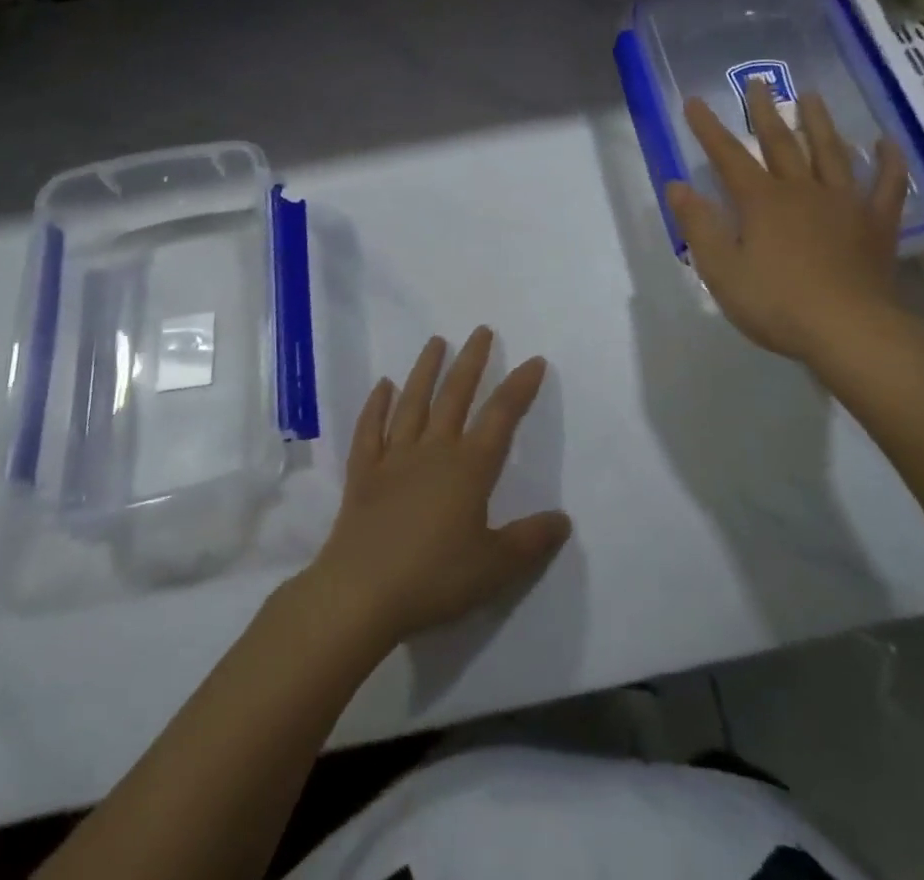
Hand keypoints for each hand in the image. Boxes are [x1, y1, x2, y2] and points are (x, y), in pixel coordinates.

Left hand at [304, 327, 571, 648]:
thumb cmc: (434, 578)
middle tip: (481, 330)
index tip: (533, 360)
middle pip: (455, 396)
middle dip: (471, 361)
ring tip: (436, 341)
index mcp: (468, 468)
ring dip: (426, 369)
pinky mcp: (363, 473)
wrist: (360, 593)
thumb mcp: (494, 568)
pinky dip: (376, 406)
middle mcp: (433, 451)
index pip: (501, 417)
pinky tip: (383, 386)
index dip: (519, 387)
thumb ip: (530, 541)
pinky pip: (370, 430)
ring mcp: (393, 458)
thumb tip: (563, 519)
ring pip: (413, 402)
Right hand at [666, 81, 909, 379]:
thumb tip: (677, 186)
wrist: (849, 330)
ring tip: (811, 95)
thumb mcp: (722, 270)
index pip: (728, 156)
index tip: (695, 101)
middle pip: (781, 143)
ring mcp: (844, 204)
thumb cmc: (777, 303)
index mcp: (762, 202)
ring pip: (830, 153)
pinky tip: (886, 142)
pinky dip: (888, 162)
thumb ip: (699, 226)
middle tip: (758, 81)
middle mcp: (802, 191)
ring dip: (820, 123)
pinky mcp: (876, 224)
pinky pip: (886, 186)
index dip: (709, 129)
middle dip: (765, 112)